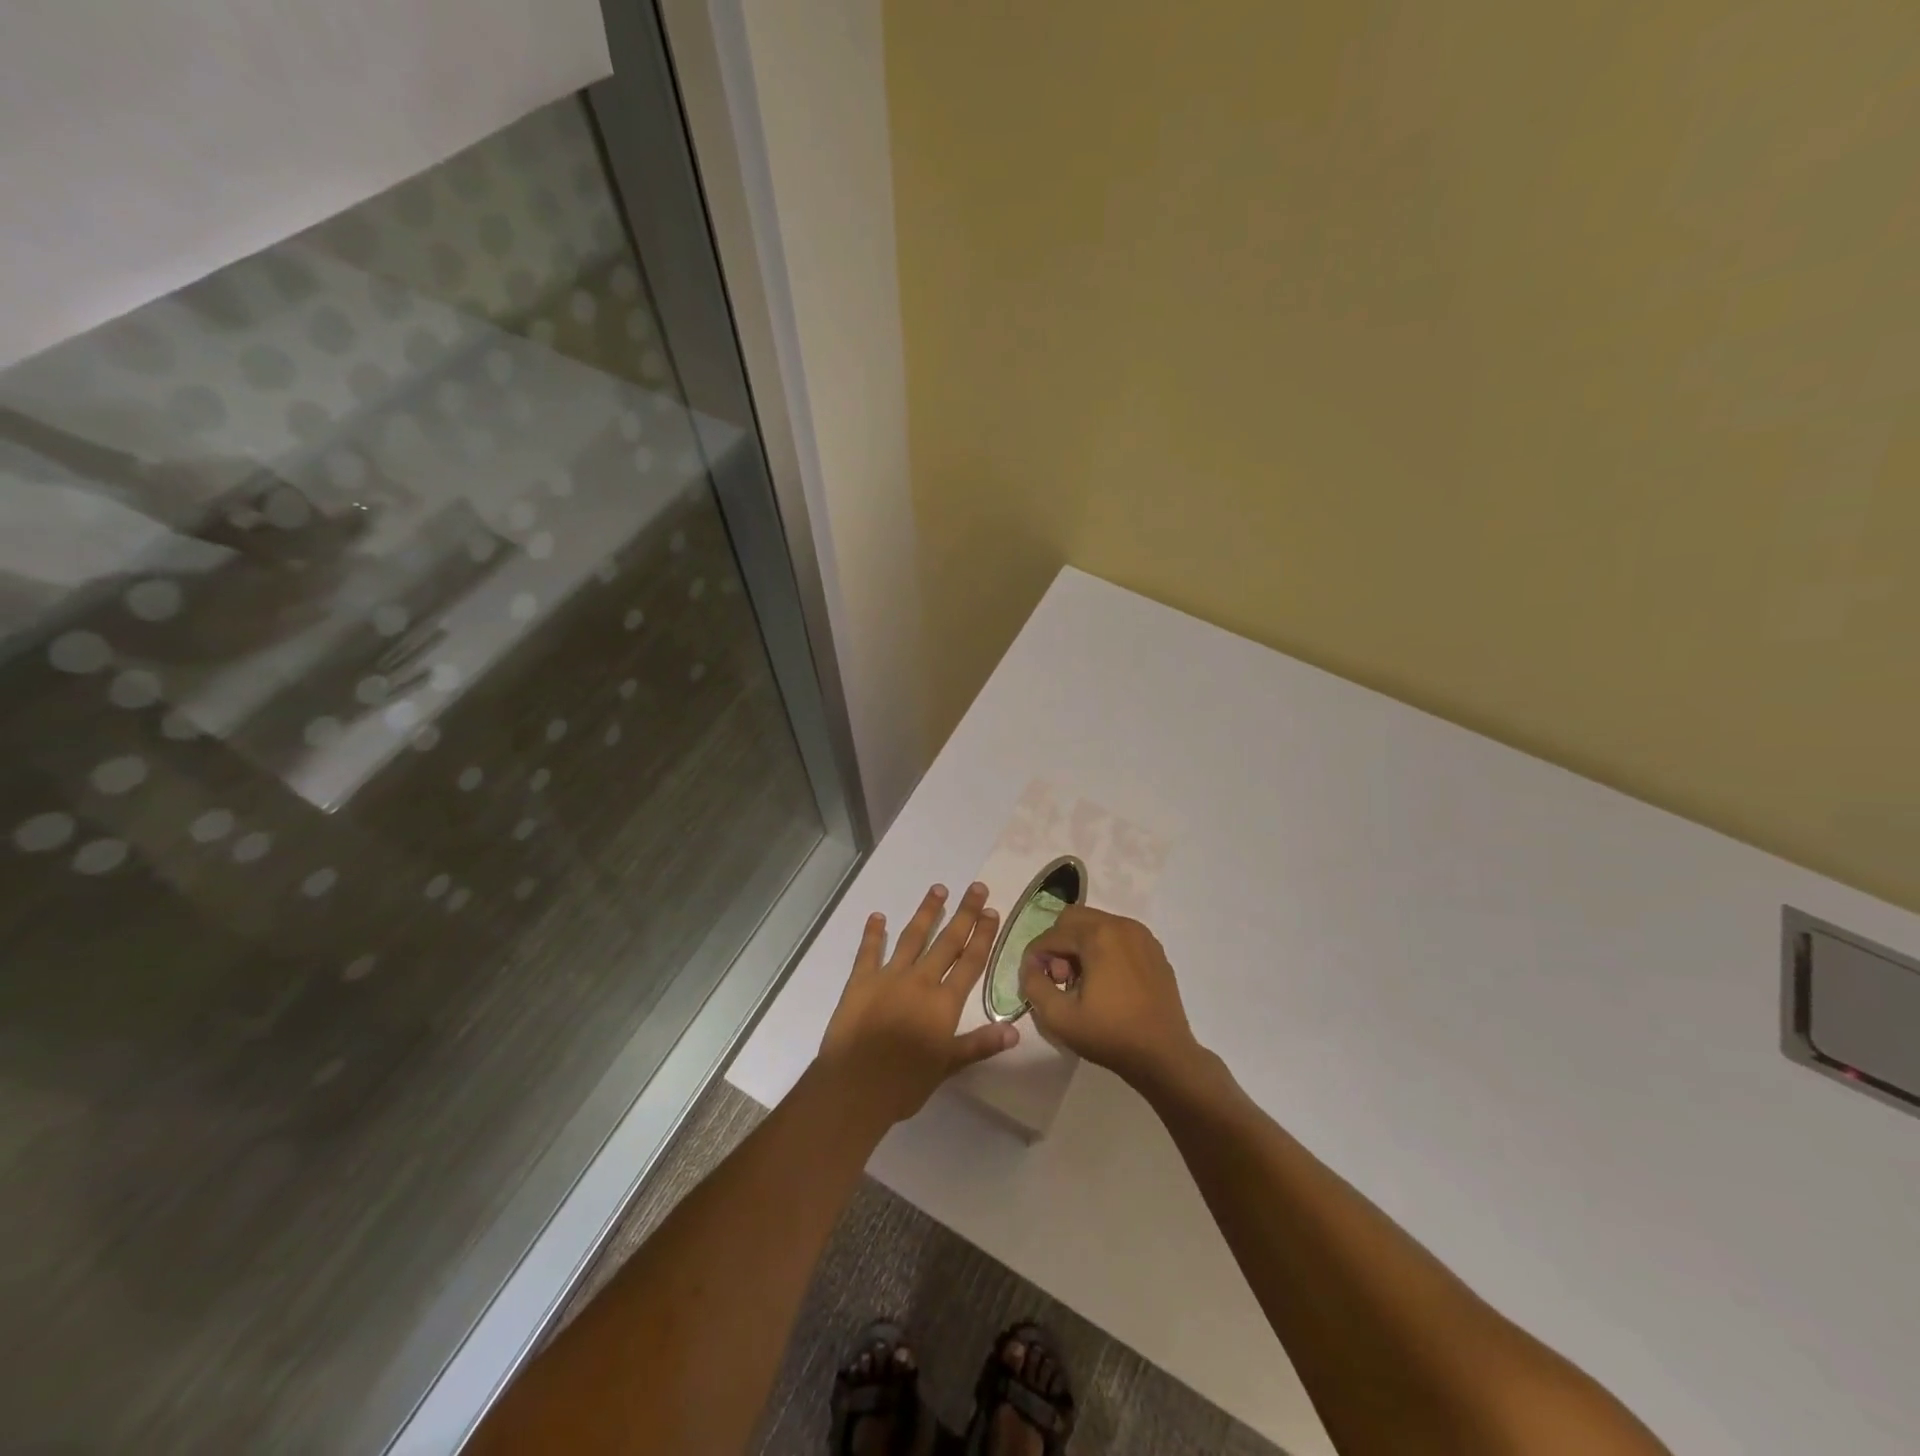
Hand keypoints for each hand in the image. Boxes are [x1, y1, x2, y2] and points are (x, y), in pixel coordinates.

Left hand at [818, 882, 1016, 1124]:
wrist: (855, 1087)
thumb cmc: (905, 1083)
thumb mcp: (948, 1066)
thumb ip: (980, 1044)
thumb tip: (1014, 1031)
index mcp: (943, 1002)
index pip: (970, 962)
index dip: (983, 936)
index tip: (992, 911)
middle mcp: (920, 981)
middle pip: (947, 941)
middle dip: (964, 914)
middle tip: (976, 888)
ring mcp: (889, 977)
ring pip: (912, 937)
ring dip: (927, 912)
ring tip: (938, 889)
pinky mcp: (860, 981)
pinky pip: (869, 951)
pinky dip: (873, 933)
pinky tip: (878, 916)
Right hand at [1018, 906, 1202, 1089]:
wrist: (1165, 1056)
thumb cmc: (1110, 1035)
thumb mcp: (1059, 1017)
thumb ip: (1033, 985)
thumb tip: (1031, 967)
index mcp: (1099, 934)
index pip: (1052, 934)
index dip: (1036, 956)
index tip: (1034, 981)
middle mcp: (1121, 924)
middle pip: (1074, 919)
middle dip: (1059, 945)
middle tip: (1060, 979)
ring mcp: (1142, 935)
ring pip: (1096, 925)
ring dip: (1080, 947)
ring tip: (1082, 983)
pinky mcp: (1154, 950)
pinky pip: (1118, 937)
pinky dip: (1103, 950)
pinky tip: (1106, 983)